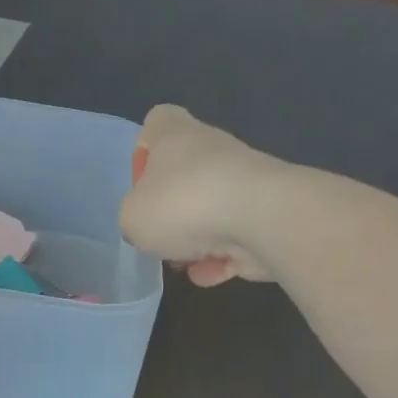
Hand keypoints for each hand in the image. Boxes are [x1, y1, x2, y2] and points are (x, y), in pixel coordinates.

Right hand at [118, 104, 287, 285]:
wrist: (261, 218)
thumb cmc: (183, 204)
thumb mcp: (132, 216)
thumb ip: (133, 218)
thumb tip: (149, 224)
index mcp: (175, 135)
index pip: (157, 123)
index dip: (144, 151)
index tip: (140, 183)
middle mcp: (212, 150)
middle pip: (184, 176)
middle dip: (171, 211)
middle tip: (159, 235)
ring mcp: (243, 182)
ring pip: (210, 212)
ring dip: (195, 241)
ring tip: (185, 263)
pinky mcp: (266, 214)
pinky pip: (234, 239)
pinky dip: (221, 258)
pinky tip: (209, 274)